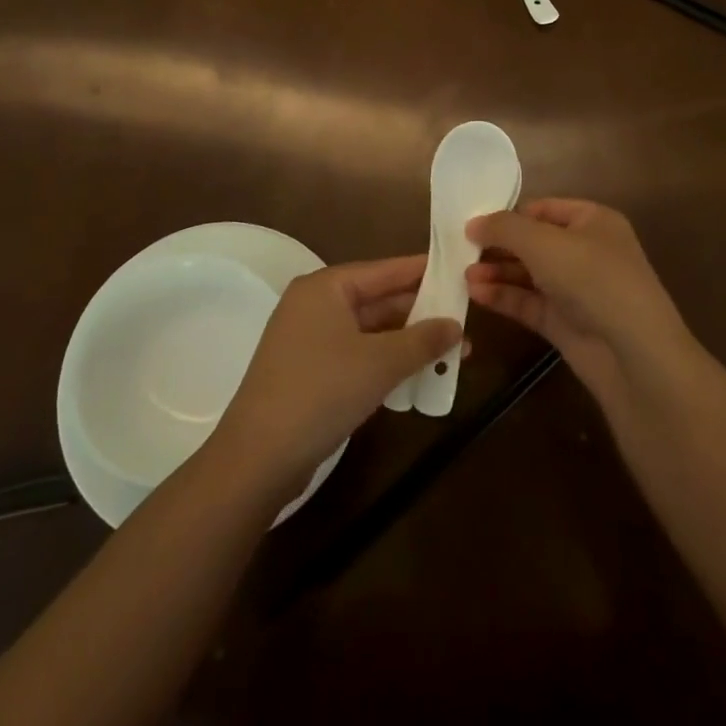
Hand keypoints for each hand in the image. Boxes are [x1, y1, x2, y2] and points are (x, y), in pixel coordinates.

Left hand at [212, 256, 459, 490]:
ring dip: (408, 343)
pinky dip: (386, 362)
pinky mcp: (309, 372)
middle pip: (378, 300)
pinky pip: (357, 355)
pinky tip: (419, 377)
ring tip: (454, 352)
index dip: (423, 271)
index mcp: (326, 288)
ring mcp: (309, 340)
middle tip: (465, 320)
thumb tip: (455, 325)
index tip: (458, 269)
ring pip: (370, 332)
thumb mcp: (381, 363)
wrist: (260, 456)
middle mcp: (315, 305)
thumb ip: (422, 340)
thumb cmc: (322, 391)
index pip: (384, 270)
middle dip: (421, 314)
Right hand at [465, 199, 695, 406]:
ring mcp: (576, 289)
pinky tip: (476, 293)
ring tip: (463, 274)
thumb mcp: (543, 242)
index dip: (510, 214)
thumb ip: (504, 228)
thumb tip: (473, 223)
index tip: (474, 223)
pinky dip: (503, 297)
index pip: (543, 209)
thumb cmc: (592, 278)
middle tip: (460, 250)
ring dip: (497, 272)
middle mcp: (586, 251)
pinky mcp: (566, 322)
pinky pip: (529, 303)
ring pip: (529, 274)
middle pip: (533, 242)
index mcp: (593, 221)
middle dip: (498, 246)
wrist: (633, 353)